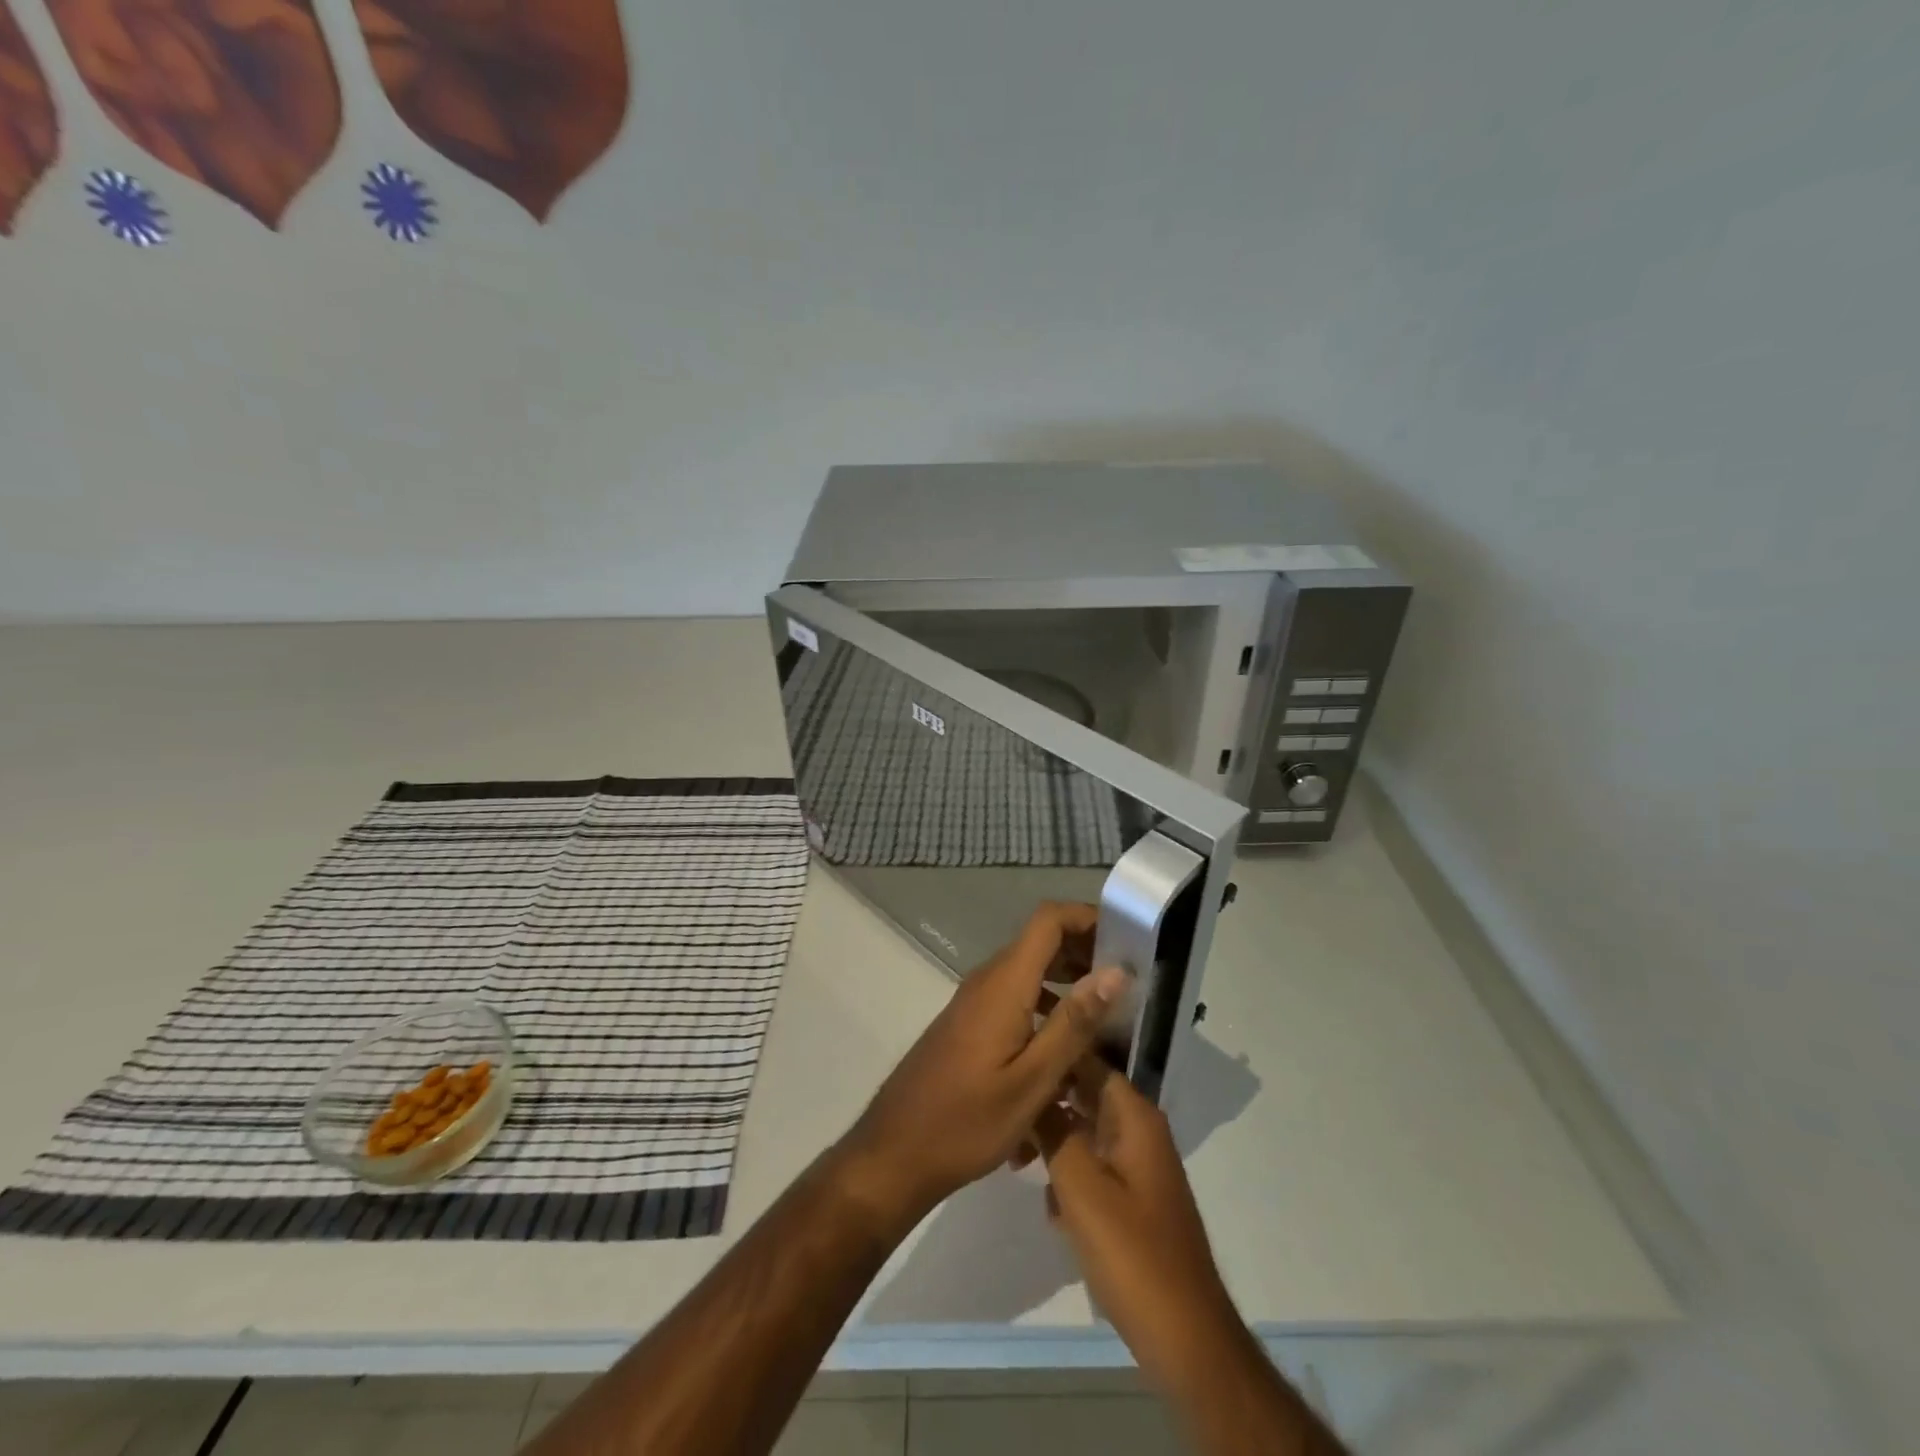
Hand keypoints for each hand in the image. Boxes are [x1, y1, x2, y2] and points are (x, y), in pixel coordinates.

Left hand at [835, 902, 1128, 1224]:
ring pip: (1030, 970)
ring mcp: (975, 1001)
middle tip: (1130, 984)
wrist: (896, 1152)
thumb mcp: (1032, 1081)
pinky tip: (1068, 1048)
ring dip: (1069, 980)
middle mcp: (988, 979)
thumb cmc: (966, 1121)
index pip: (1049, 919)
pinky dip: (1047, 1004)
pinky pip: (1016, 995)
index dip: (1089, 917)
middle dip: (1087, 951)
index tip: (1128, 940)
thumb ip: (1074, 1024)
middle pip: (1042, 940)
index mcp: (1004, 984)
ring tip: (1108, 1017)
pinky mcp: (970, 1023)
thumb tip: (1116, 971)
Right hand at [1036, 1058, 1238, 1392]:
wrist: (1186, 1338)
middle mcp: (1140, 1131)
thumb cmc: (1132, 1254)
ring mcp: (1139, 1166)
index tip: (1009, 1059)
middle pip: (1084, 1095)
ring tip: (1017, 1161)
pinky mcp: (1133, 1200)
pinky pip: (1093, 1167)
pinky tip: (1050, 1207)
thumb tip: (1031, 1091)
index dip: (1050, 1055)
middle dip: (1046, 1103)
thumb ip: (1053, 1132)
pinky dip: (1069, 1176)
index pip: (1087, 1061)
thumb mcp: (1081, 1187)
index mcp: (1134, 1116)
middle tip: (1004, 1117)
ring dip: (1053, 1143)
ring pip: (1085, 1133)